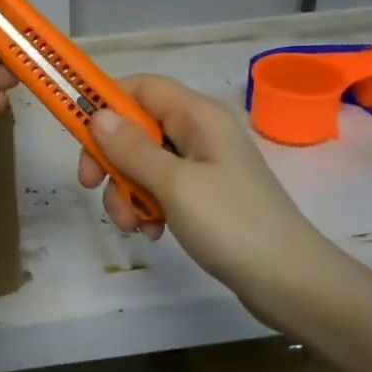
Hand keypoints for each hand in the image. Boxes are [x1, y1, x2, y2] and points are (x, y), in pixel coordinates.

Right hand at [79, 74, 339, 313]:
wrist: (292, 283)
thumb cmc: (233, 224)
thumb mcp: (175, 185)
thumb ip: (132, 148)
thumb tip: (97, 115)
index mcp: (198, 116)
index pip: (141, 87)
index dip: (106, 103)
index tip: (79, 135)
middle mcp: (200, 132)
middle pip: (138, 127)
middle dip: (112, 158)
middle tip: (92, 186)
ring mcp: (205, 165)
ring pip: (145, 162)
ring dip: (127, 190)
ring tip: (133, 225)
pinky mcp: (206, 195)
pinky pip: (163, 187)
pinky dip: (149, 206)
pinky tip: (153, 233)